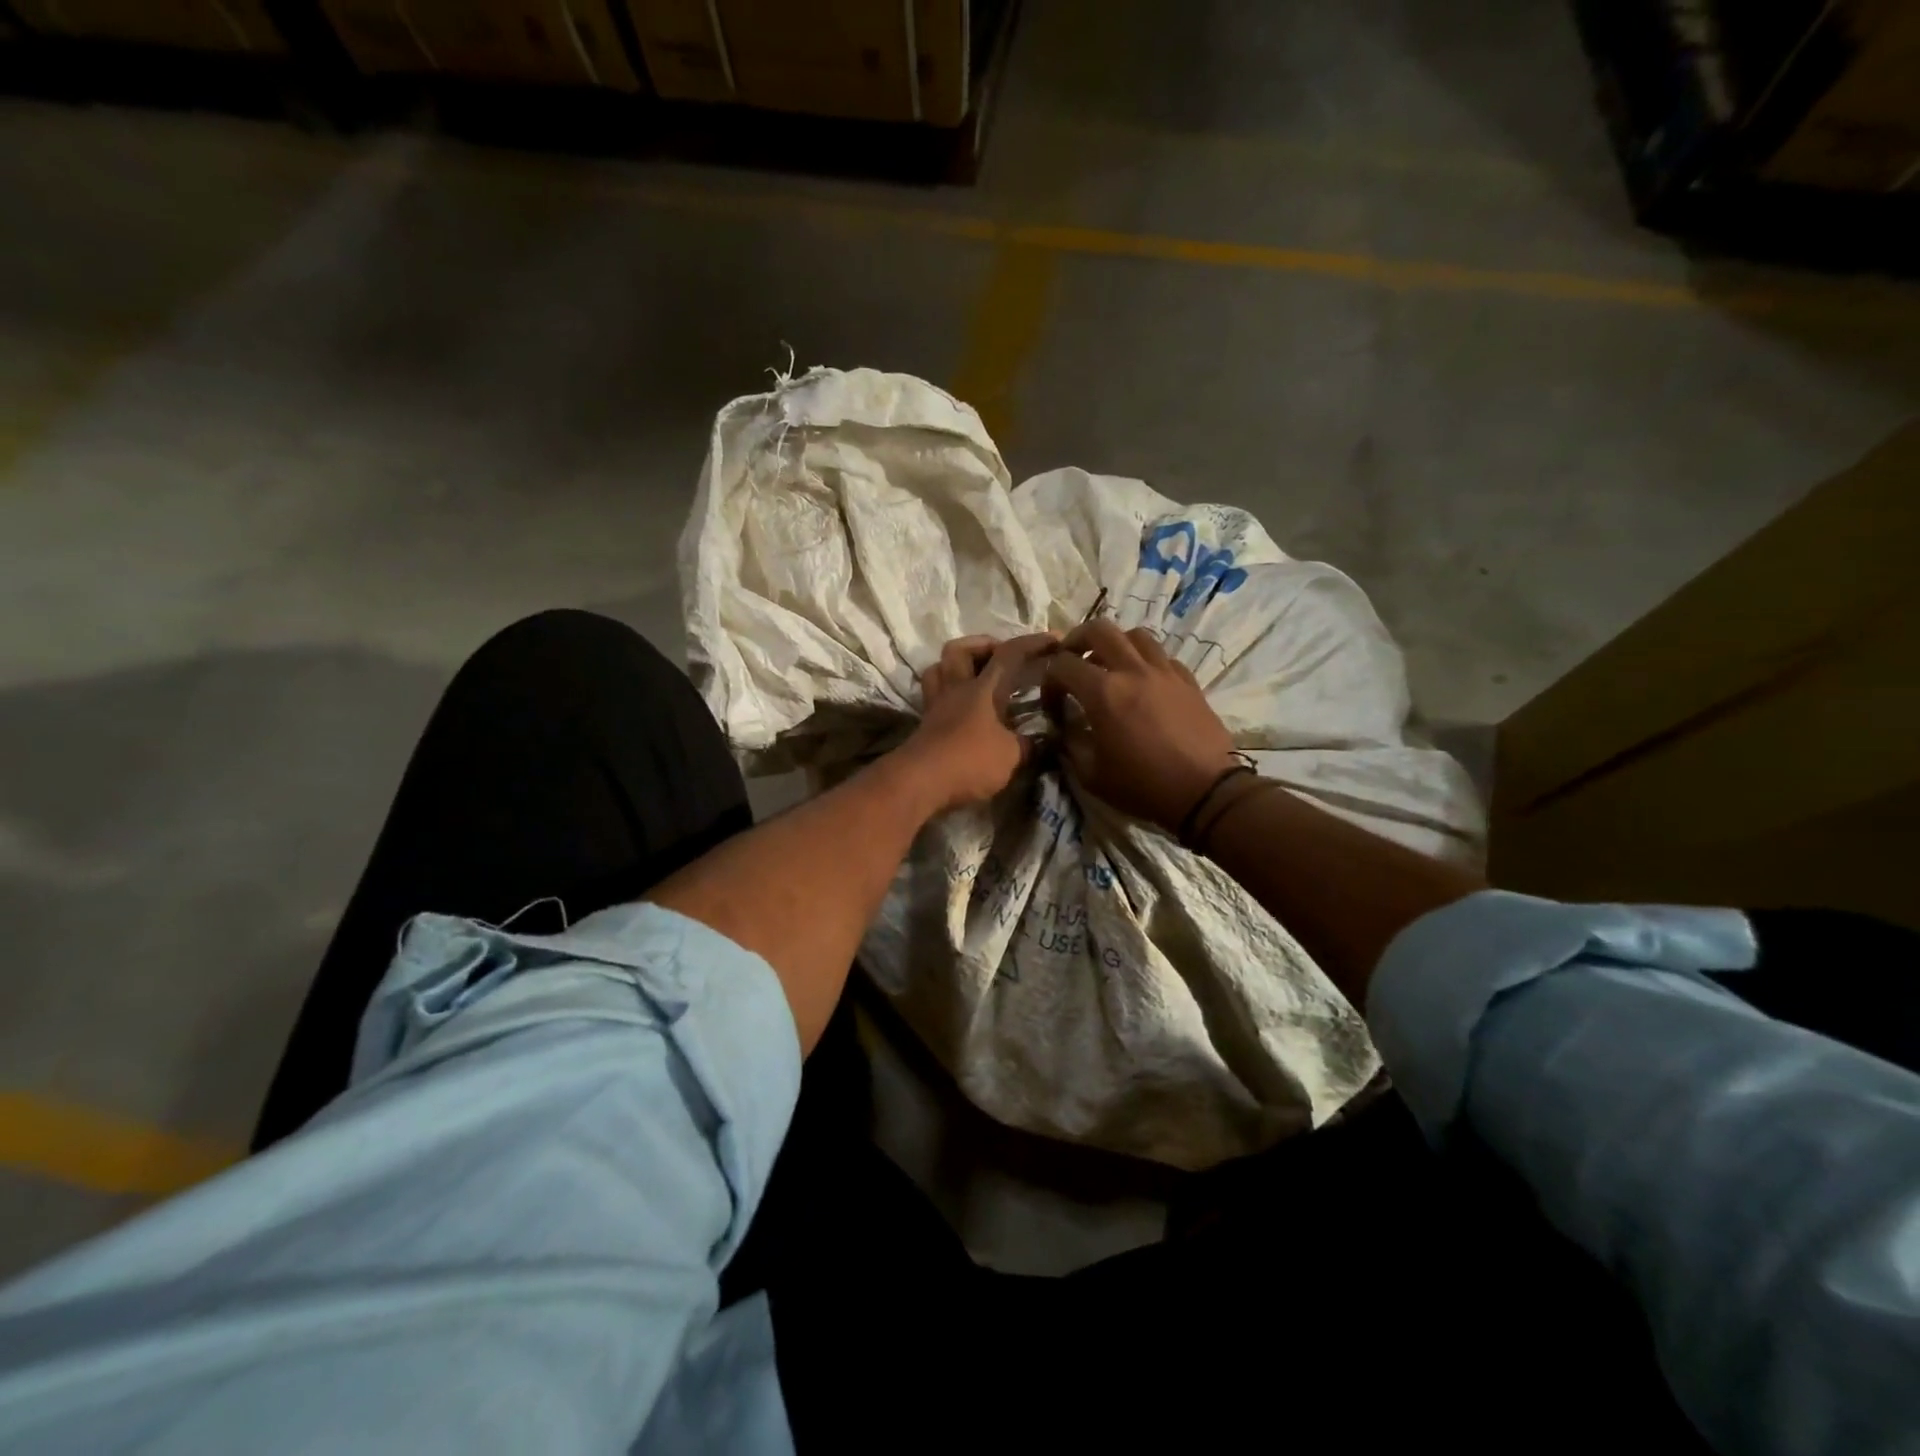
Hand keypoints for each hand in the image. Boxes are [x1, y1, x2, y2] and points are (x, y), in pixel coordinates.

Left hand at [900, 633, 1060, 814]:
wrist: (920, 782)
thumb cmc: (970, 761)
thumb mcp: (1010, 755)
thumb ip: (1026, 745)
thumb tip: (1037, 742)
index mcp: (982, 688)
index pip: (1009, 654)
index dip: (1033, 643)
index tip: (1055, 639)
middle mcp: (956, 689)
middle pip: (958, 650)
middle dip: (982, 645)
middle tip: (1001, 657)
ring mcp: (935, 706)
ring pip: (938, 669)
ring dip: (956, 666)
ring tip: (976, 677)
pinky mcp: (924, 726)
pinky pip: (934, 696)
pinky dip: (948, 694)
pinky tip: (962, 708)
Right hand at [1042, 621, 1236, 832]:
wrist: (1205, 792)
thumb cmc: (1143, 786)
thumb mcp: (1091, 775)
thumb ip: (1070, 744)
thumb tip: (1064, 728)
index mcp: (1103, 693)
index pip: (1063, 665)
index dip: (1049, 681)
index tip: (1053, 704)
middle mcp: (1133, 671)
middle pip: (1099, 629)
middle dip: (1077, 641)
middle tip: (1072, 660)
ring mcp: (1164, 672)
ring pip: (1135, 635)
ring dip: (1116, 645)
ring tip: (1110, 666)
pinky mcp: (1188, 681)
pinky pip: (1162, 656)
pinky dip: (1146, 662)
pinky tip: (1143, 683)